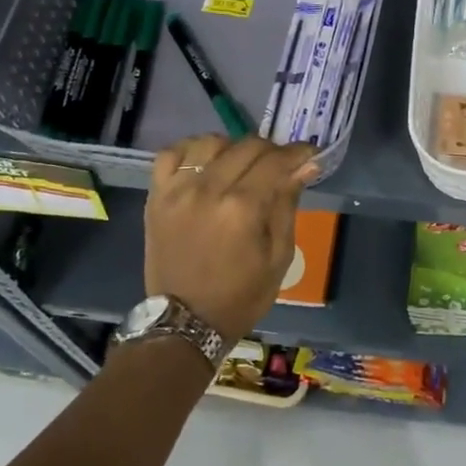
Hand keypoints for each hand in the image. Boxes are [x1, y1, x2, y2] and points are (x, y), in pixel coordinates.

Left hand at [145, 135, 321, 342]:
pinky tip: (205, 164)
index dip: (297, 153)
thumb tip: (306, 165)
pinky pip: (170, 154)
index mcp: (242, 208)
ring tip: (241, 165)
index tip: (308, 154)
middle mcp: (208, 190)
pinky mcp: (156, 196)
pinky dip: (191, 151)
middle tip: (280, 165)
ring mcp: (177, 191)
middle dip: (271, 150)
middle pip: (246, 146)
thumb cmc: (240, 296)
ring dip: (232, 147)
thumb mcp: (279, 256)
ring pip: (209, 143)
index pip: (275, 161)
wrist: (185, 323)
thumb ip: (288, 204)